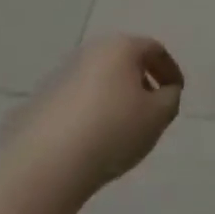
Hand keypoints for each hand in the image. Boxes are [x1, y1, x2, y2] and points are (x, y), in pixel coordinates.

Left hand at [6, 35, 183, 197]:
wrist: (45, 165)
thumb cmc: (112, 131)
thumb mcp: (158, 116)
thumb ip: (170, 98)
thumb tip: (163, 92)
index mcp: (120, 47)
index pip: (154, 50)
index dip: (170, 71)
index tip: (175, 95)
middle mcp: (89, 52)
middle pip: (123, 62)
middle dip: (140, 82)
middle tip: (150, 110)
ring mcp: (59, 76)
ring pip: (97, 81)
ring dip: (112, 98)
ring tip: (119, 130)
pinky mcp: (38, 102)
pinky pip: (74, 102)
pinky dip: (88, 114)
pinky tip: (89, 142)